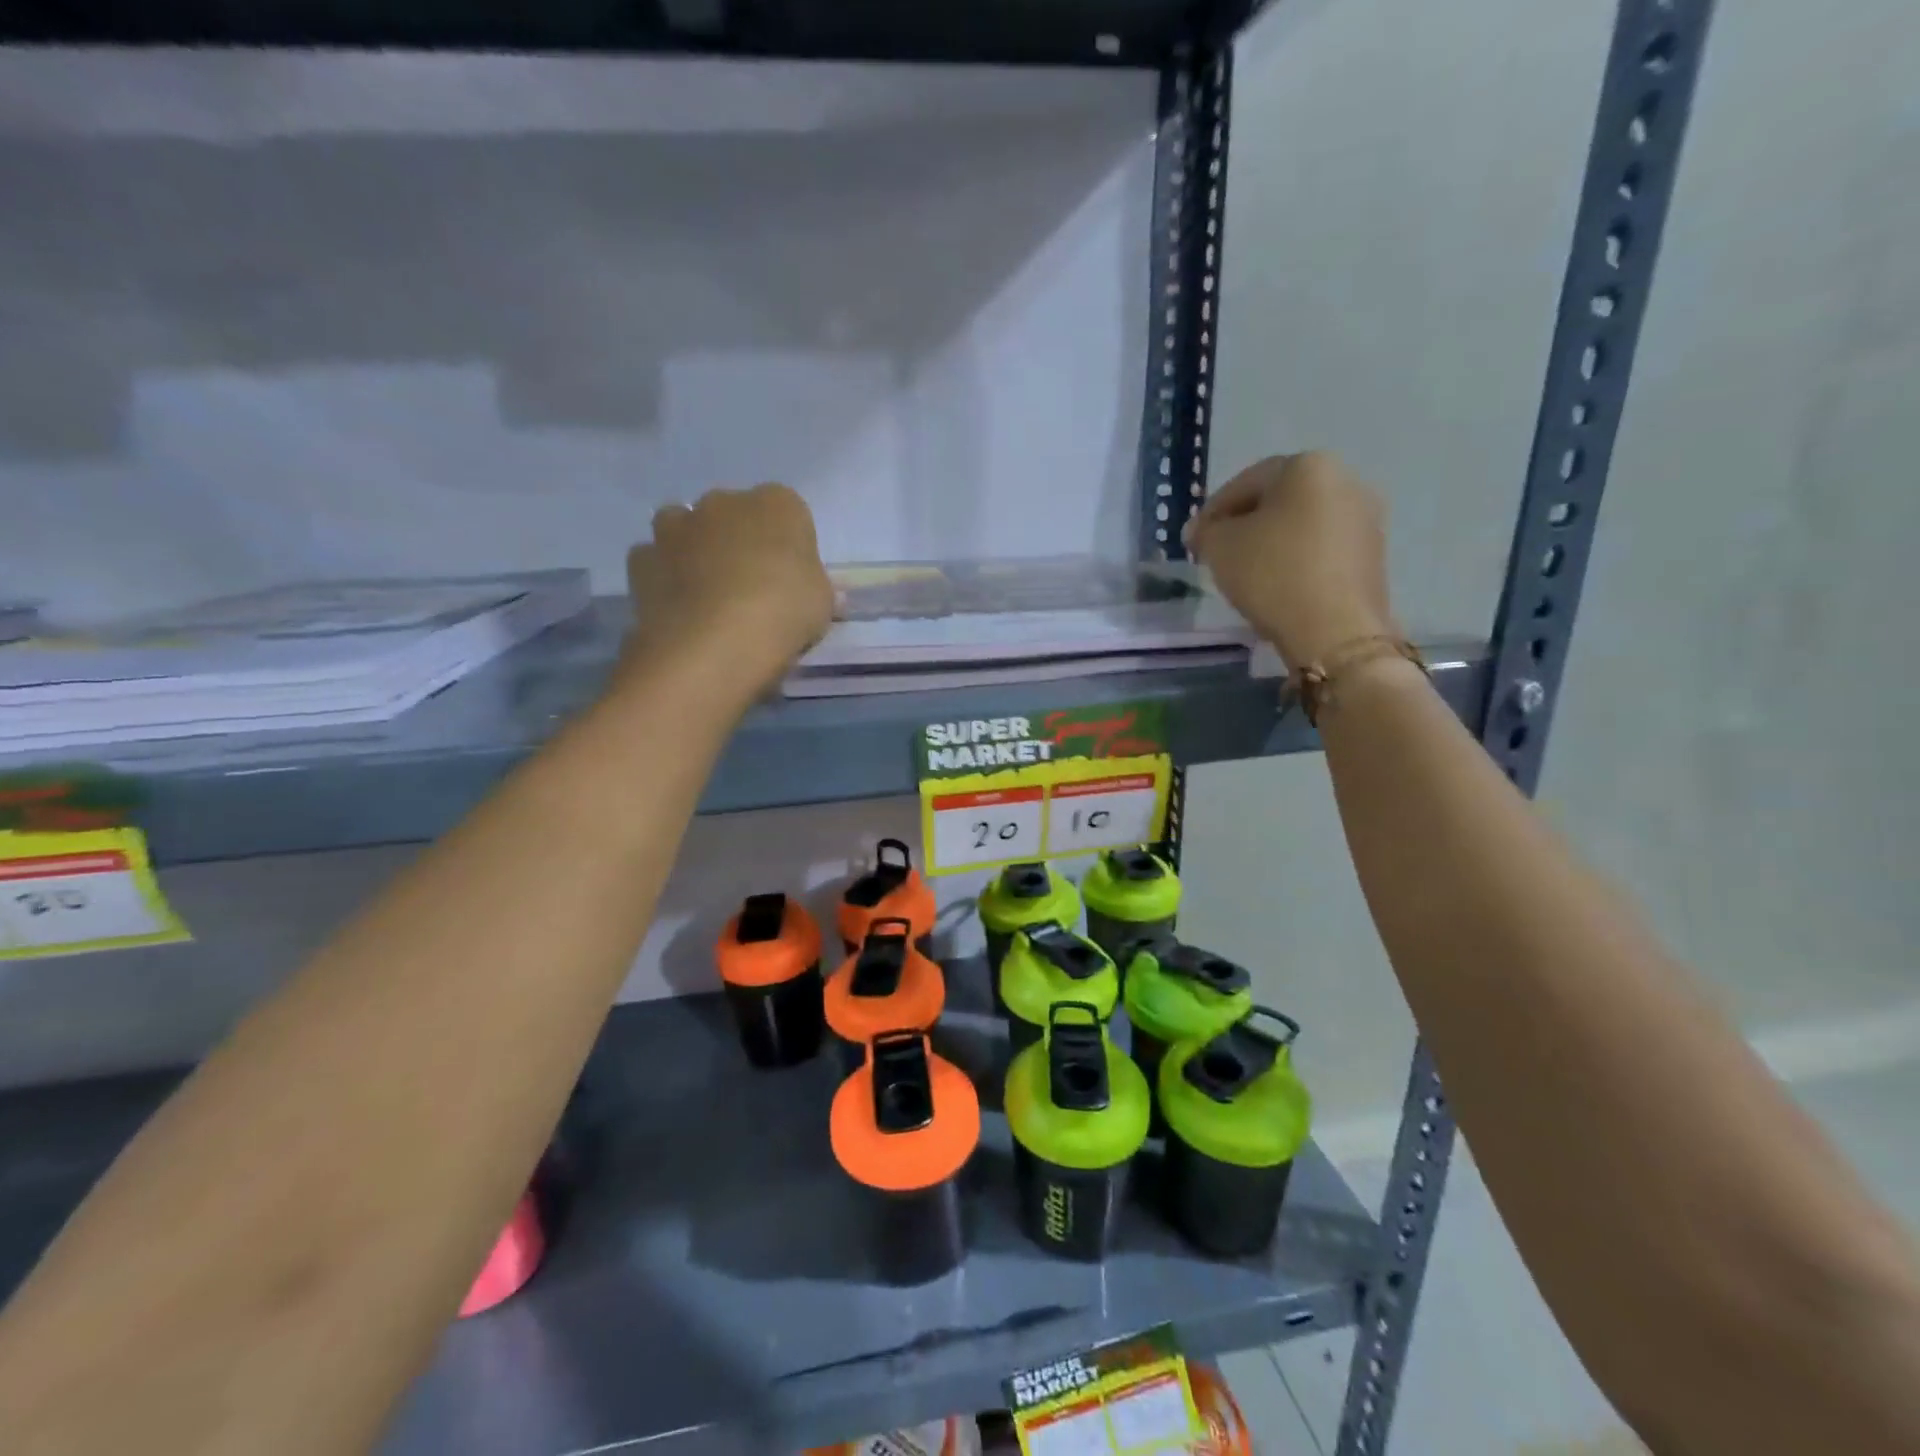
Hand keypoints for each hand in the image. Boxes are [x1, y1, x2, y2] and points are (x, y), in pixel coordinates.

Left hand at [622, 483, 834, 700]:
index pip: (788, 513)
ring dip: (694, 550)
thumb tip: (813, 593)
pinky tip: (678, 608)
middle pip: (733, 515)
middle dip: (737, 541)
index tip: (790, 579)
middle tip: (750, 587)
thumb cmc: (784, 613)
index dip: (788, 546)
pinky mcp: (641, 559)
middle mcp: (724, 502)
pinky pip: (655, 561)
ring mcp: (677, 526)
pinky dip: (663, 577)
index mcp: (777, 504)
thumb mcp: (822, 605)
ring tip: (707, 595)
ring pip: (685, 528)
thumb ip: (815, 589)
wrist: (714, 644)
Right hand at [1186, 451, 1398, 670]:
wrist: (1335, 630)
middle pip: (1279, 500)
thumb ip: (1206, 532)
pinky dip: (1296, 560)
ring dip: (1272, 543)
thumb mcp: (1220, 548)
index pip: (1246, 482)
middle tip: (1218, 553)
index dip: (1213, 511)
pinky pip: (1321, 549)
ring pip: (1302, 525)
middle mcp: (1346, 480)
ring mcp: (1366, 519)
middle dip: (1246, 524)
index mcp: (1308, 466)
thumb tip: (1203, 530)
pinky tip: (1277, 586)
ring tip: (1246, 573)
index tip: (1194, 539)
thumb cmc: (1272, 574)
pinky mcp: (1373, 555)